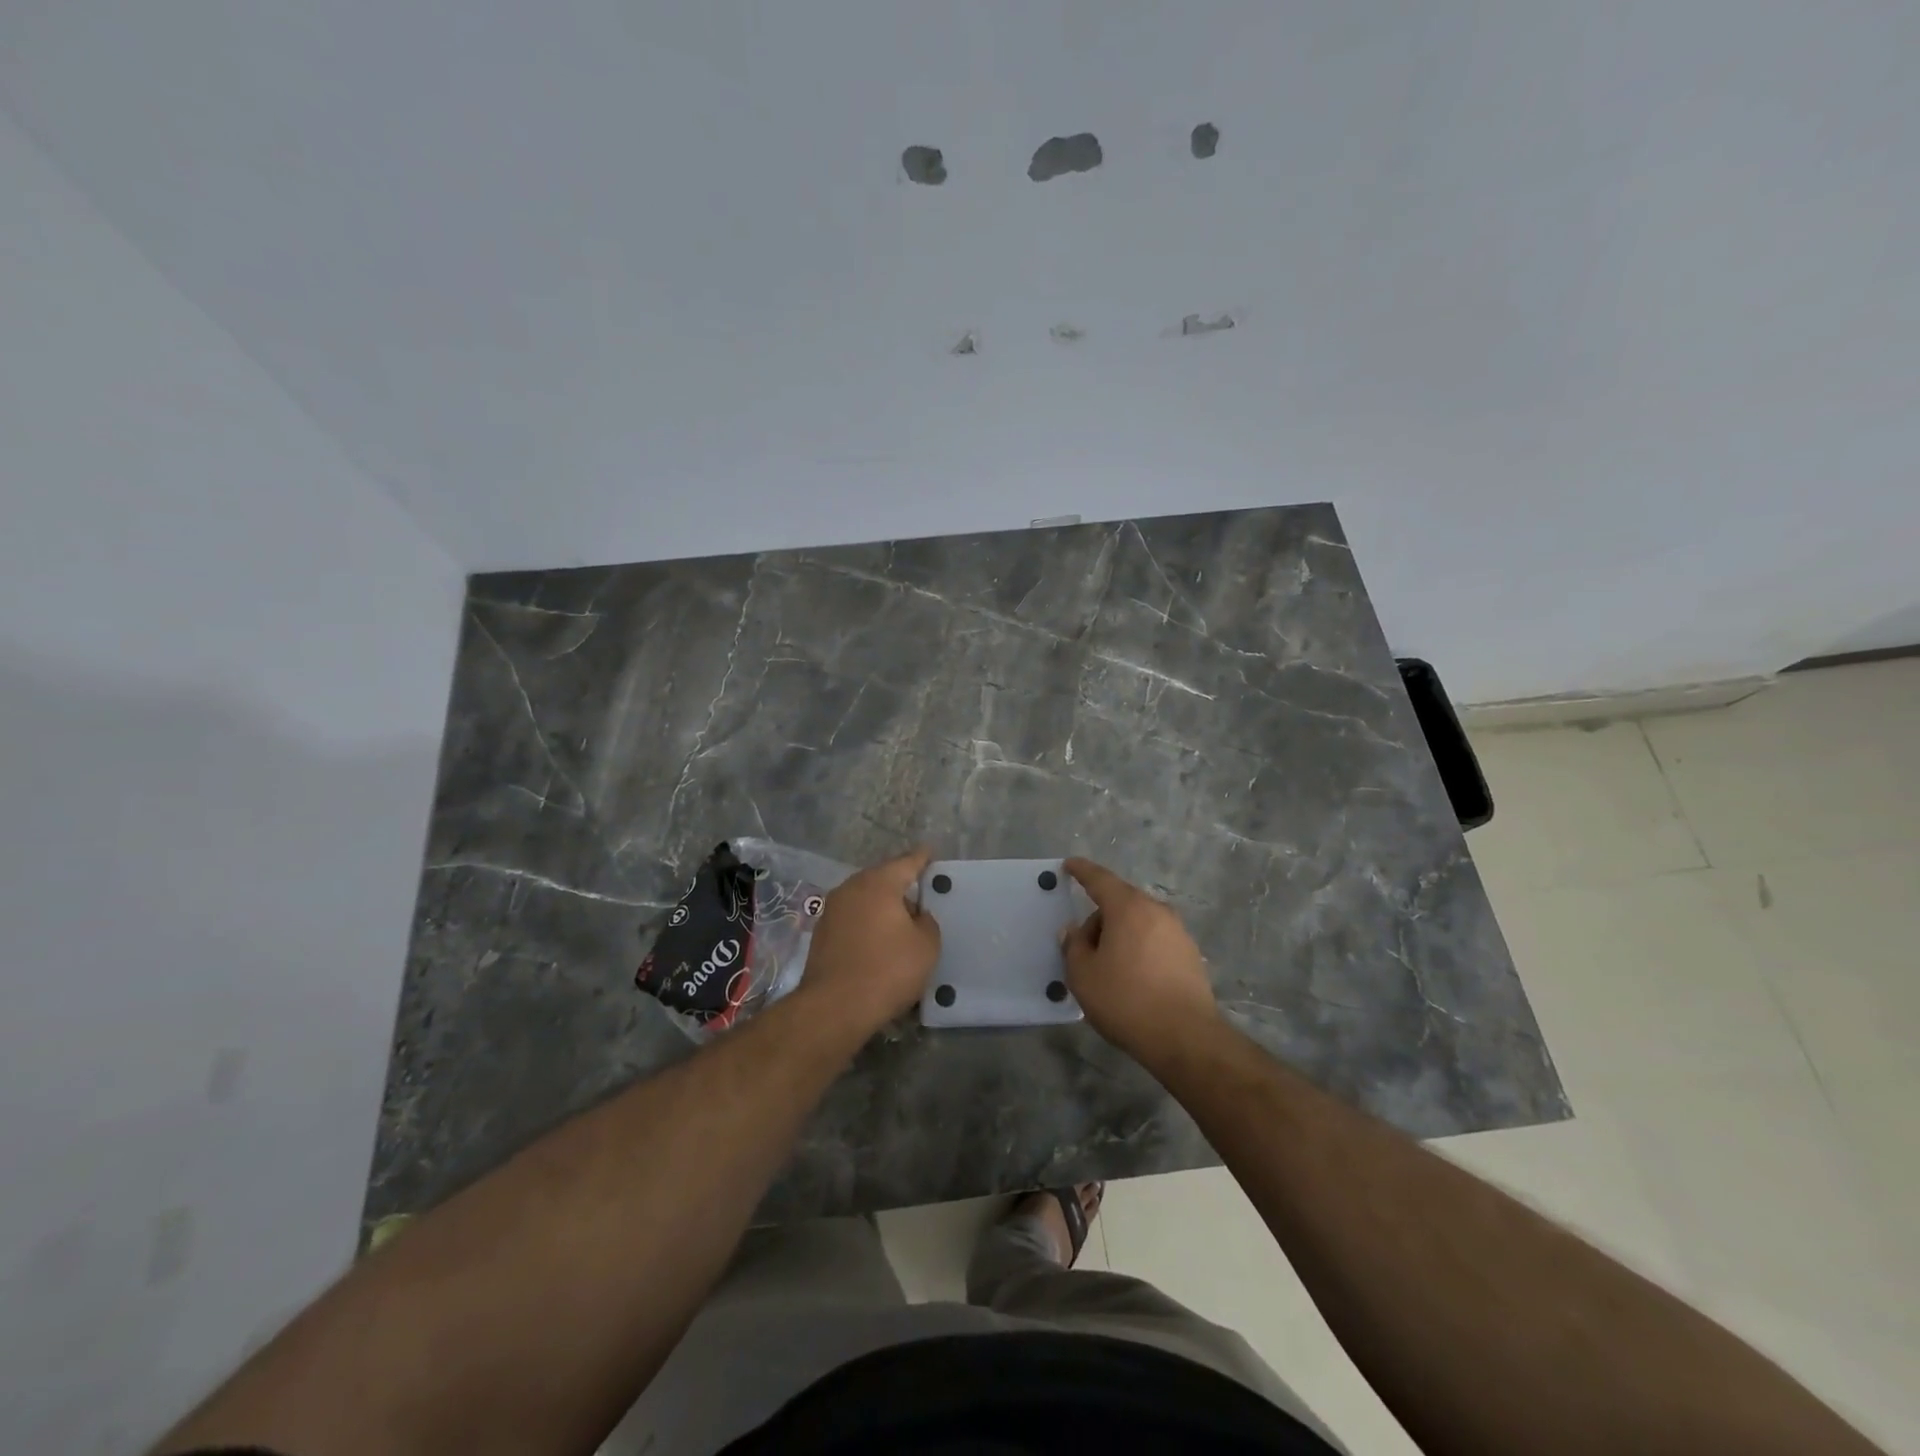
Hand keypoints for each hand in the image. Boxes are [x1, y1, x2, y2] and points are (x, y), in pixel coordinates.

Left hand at [799, 848, 941, 1031]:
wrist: (834, 1007)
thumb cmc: (888, 970)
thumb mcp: (926, 946)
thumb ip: (926, 922)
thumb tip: (915, 916)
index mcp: (879, 883)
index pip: (906, 862)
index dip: (922, 858)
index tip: (930, 853)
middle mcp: (851, 888)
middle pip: (881, 878)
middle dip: (900, 884)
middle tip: (920, 893)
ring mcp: (832, 910)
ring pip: (865, 899)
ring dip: (882, 906)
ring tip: (901, 921)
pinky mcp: (821, 933)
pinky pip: (853, 918)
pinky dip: (867, 923)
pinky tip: (878, 940)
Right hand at [1062, 858, 1218, 1066]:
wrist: (1185, 1037)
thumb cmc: (1126, 1000)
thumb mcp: (1083, 975)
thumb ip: (1073, 946)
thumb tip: (1073, 931)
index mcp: (1128, 907)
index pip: (1100, 879)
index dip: (1082, 871)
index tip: (1069, 865)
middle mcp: (1156, 911)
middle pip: (1121, 902)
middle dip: (1099, 917)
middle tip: (1083, 947)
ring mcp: (1178, 932)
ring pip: (1139, 922)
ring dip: (1120, 935)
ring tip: (1107, 967)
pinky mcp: (1190, 955)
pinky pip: (1155, 940)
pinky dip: (1139, 948)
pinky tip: (1132, 978)